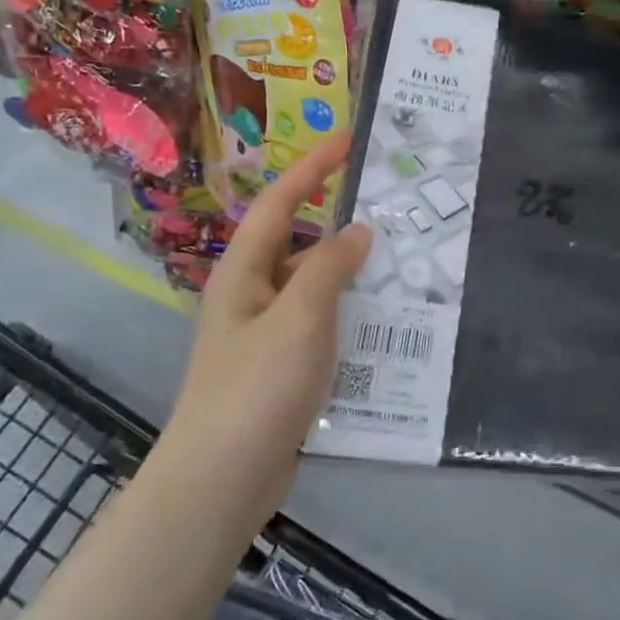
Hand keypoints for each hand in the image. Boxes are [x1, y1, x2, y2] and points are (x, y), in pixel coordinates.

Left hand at [171, 132, 372, 473]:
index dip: (312, 168)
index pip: (281, 204)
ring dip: (348, 268)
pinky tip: (382, 317)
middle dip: (336, 217)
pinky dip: (348, 310)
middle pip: (297, 241)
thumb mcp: (299, 317)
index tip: (348, 139)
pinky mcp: (281, 367)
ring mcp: (266, 333)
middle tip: (385, 201)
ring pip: (312, 284)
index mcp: (243, 272)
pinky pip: (320, 322)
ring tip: (398, 255)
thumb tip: (358, 231)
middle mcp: (251, 295)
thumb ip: (330, 268)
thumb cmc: (256, 387)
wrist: (222, 480)